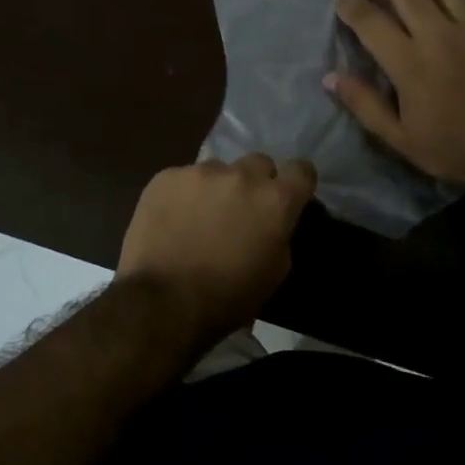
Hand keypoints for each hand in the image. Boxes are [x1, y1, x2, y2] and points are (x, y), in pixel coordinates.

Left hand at [116, 154, 316, 341]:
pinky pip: (182, 179)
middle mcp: (242, 175)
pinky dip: (182, 195)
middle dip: (255, 183)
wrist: (162, 301)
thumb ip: (279, 235)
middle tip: (241, 210)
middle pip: (259, 163)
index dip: (296, 182)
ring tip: (198, 218)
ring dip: (216, 188)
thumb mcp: (273, 274)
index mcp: (275, 200)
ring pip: (218, 170)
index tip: (288, 197)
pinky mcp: (167, 176)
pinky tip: (171, 221)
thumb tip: (272, 222)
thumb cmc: (226, 297)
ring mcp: (201, 172)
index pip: (302, 170)